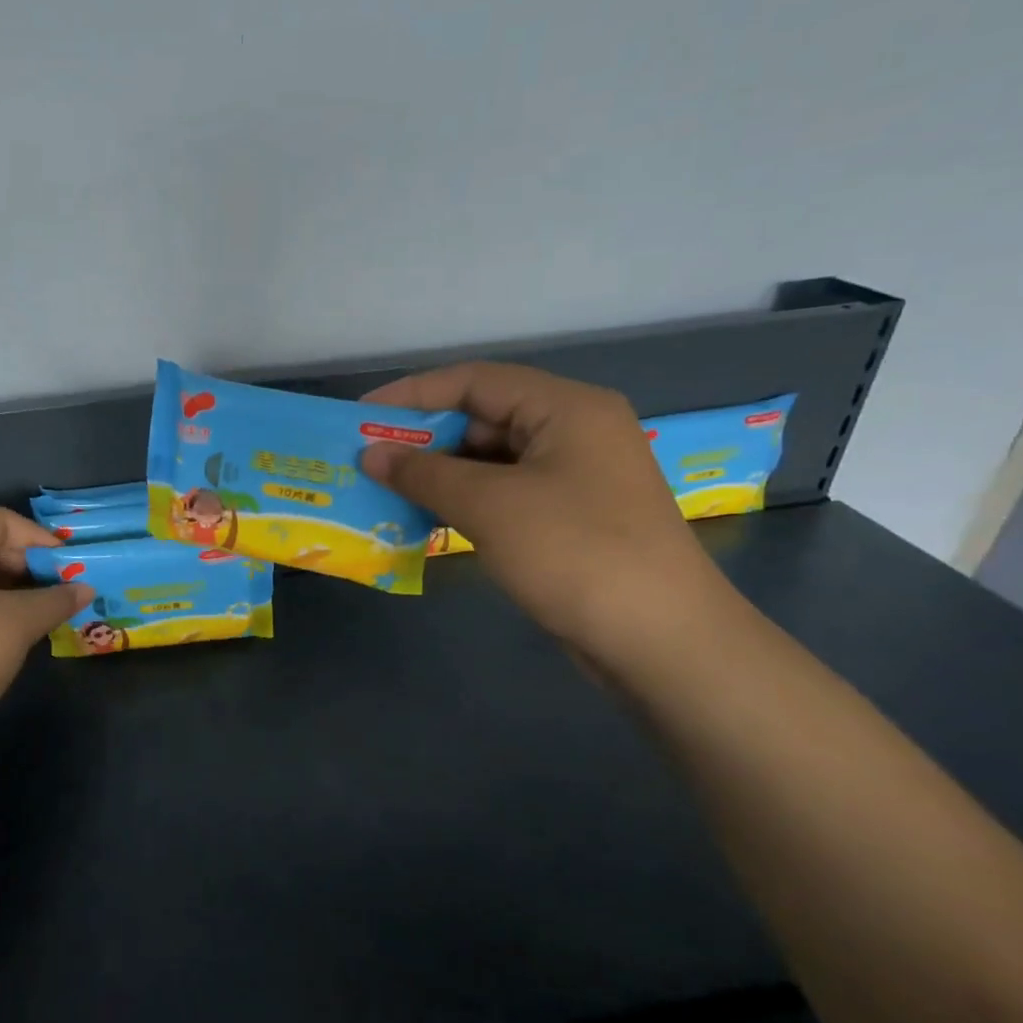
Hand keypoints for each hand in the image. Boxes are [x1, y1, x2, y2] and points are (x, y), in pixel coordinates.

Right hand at [360, 363, 727, 657]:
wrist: (661, 641)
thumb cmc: (574, 553)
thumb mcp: (489, 506)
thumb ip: (423, 473)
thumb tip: (369, 453)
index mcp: (566, 408)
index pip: (475, 381)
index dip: (413, 394)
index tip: (362, 415)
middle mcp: (574, 431)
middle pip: (484, 418)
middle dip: (424, 438)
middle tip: (370, 458)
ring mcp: (575, 477)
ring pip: (492, 460)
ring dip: (440, 473)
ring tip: (387, 489)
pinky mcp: (570, 517)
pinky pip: (505, 493)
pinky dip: (464, 501)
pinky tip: (427, 517)